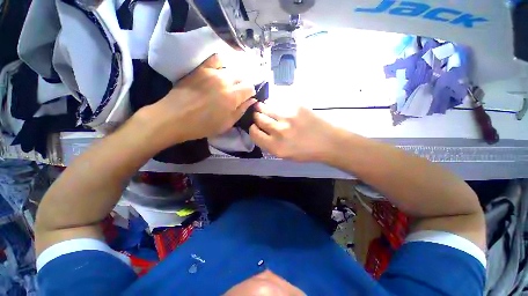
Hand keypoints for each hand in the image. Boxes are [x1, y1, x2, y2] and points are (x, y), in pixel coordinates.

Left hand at [143, 54, 255, 147]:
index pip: (250, 87)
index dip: (250, 93)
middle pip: (242, 77)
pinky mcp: (201, 69)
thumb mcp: (227, 123)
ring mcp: (212, 72)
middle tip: (237, 94)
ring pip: (231, 70)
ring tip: (227, 86)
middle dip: (243, 85)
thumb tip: (252, 100)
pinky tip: (220, 70)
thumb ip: (241, 110)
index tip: (246, 99)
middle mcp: (225, 81)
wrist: (175, 118)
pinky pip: (216, 58)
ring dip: (233, 78)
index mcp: (233, 96)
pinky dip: (222, 63)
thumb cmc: (203, 125)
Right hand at [249, 102, 340, 161]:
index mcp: (275, 147)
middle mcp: (279, 131)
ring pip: (265, 107)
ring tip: (263, 107)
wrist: (328, 142)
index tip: (255, 127)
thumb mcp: (284, 155)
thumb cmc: (306, 152)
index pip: (254, 133)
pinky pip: (278, 101)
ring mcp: (288, 117)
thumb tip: (260, 130)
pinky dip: (274, 103)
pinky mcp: (296, 106)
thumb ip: (269, 144)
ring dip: (262, 107)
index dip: (253, 129)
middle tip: (259, 116)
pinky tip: (278, 106)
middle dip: (257, 117)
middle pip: (258, 118)